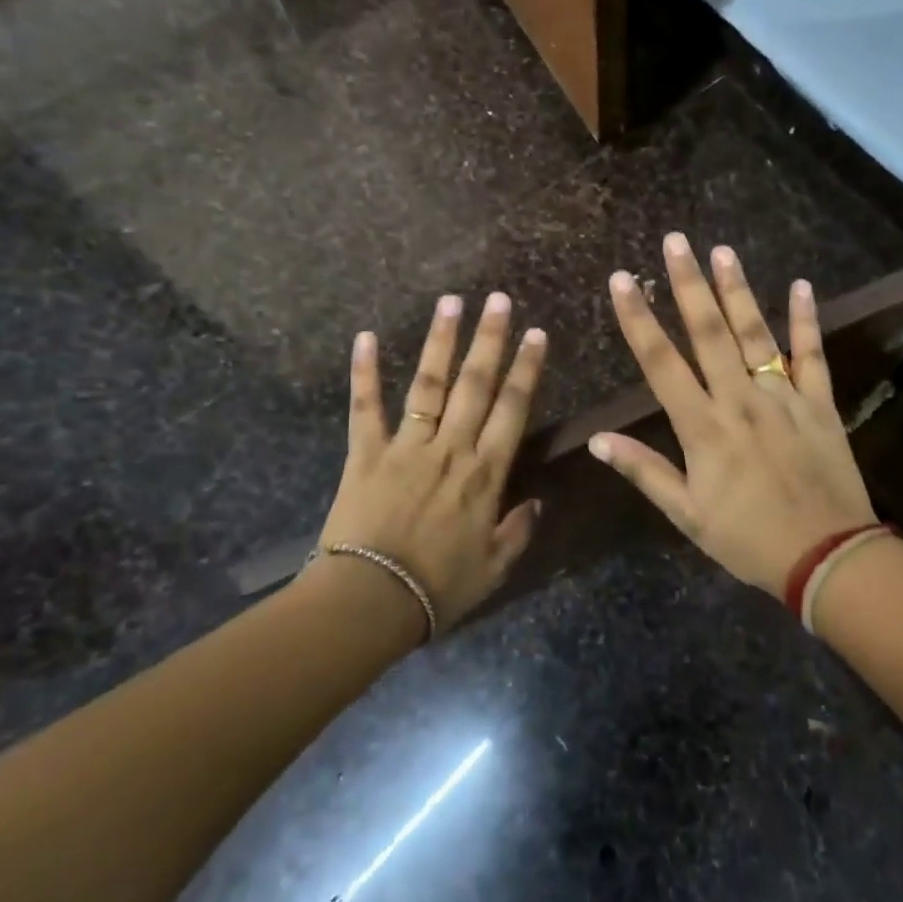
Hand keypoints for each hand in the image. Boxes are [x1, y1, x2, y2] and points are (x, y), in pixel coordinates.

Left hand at [317, 293, 547, 627]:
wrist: (371, 602)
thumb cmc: (438, 588)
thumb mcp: (494, 568)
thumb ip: (518, 531)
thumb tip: (537, 501)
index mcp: (485, 473)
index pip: (513, 409)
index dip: (527, 369)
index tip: (536, 334)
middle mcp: (451, 448)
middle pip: (475, 384)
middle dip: (489, 339)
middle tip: (497, 300)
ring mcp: (407, 446)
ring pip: (429, 384)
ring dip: (440, 341)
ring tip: (450, 302)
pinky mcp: (367, 453)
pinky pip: (366, 407)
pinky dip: (365, 372)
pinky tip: (366, 337)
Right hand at [589, 233, 876, 598]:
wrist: (826, 557)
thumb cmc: (748, 539)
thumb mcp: (687, 514)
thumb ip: (644, 471)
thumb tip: (597, 440)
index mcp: (703, 427)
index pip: (661, 363)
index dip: (638, 320)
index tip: (620, 281)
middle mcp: (740, 400)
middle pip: (709, 333)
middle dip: (688, 285)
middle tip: (675, 242)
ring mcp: (783, 397)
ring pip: (756, 334)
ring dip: (737, 291)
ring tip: (722, 251)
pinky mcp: (820, 403)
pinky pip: (812, 355)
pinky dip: (807, 320)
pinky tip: (801, 286)